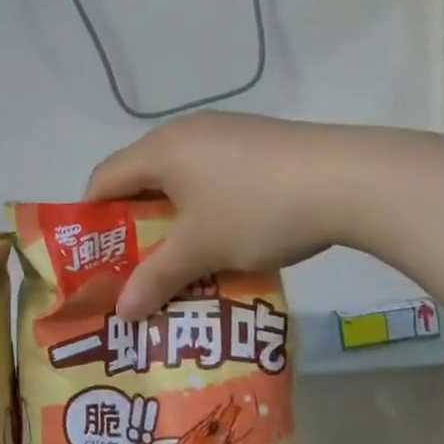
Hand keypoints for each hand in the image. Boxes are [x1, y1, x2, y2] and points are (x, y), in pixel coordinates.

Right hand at [85, 112, 369, 319]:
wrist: (352, 180)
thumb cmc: (257, 210)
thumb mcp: (201, 250)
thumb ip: (155, 279)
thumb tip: (120, 313)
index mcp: (160, 150)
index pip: (103, 178)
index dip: (91, 217)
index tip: (95, 255)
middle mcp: (184, 131)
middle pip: (139, 174)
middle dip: (133, 219)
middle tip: (137, 260)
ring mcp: (225, 131)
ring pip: (178, 173)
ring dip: (172, 212)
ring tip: (183, 250)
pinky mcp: (257, 139)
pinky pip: (211, 169)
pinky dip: (204, 200)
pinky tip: (227, 229)